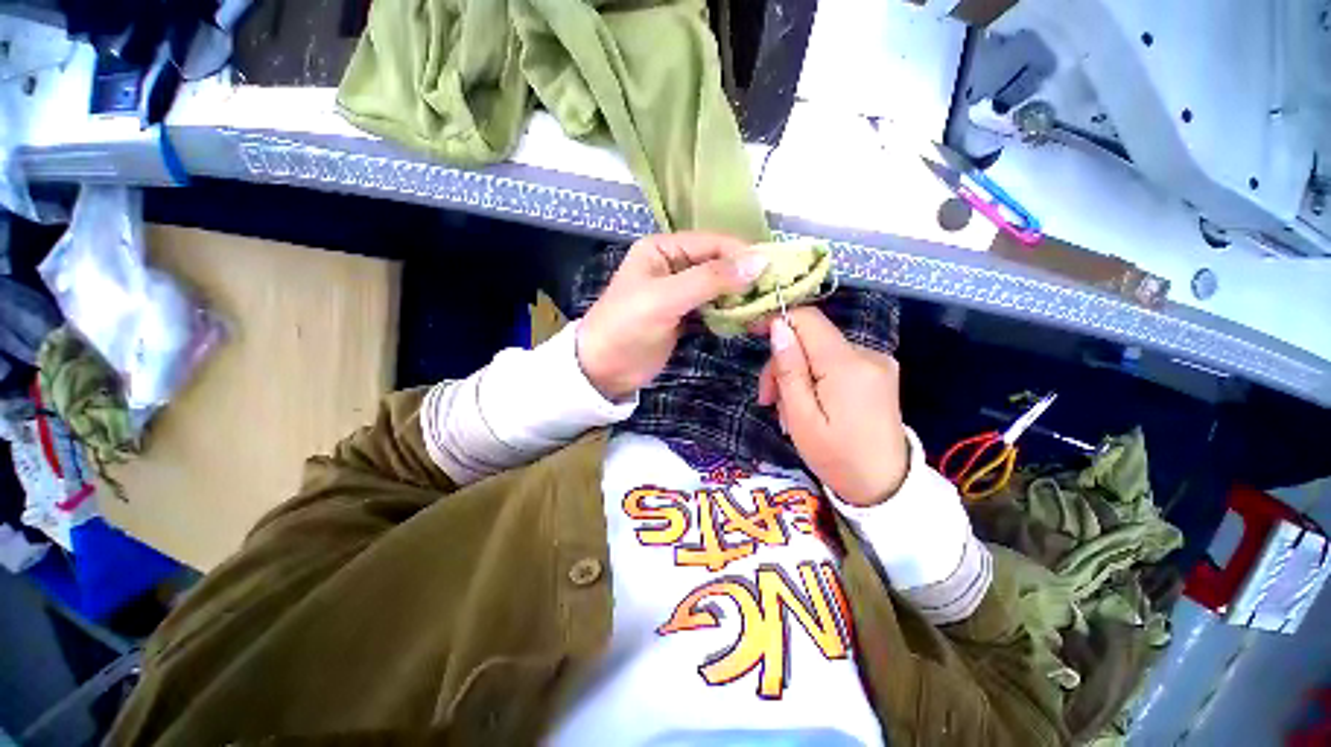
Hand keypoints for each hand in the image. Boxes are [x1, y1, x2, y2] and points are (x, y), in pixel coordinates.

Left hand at [578, 233, 768, 400]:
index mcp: (663, 249)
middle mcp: (673, 265)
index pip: (712, 244)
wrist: (604, 370)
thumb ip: (710, 279)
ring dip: (740, 298)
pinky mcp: (685, 316)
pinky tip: (748, 321)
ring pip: (719, 288)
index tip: (775, 272)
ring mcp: (680, 292)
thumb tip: (759, 261)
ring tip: (766, 310)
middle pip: (719, 265)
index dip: (743, 255)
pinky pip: (714, 308)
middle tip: (775, 294)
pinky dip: (730, 314)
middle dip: (745, 279)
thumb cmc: (627, 327)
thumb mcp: (665, 299)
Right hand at [757, 308, 908, 505]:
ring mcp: (877, 362)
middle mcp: (867, 354)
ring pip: (820, 352)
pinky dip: (817, 379)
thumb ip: (789, 369)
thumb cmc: (836, 457)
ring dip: (798, 375)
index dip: (778, 322)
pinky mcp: (879, 373)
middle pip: (811, 338)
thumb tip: (779, 326)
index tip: (754, 338)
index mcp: (847, 365)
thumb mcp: (801, 417)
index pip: (808, 319)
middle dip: (784, 363)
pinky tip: (811, 405)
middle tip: (768, 400)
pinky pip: (836, 363)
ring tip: (788, 411)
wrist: (885, 486)